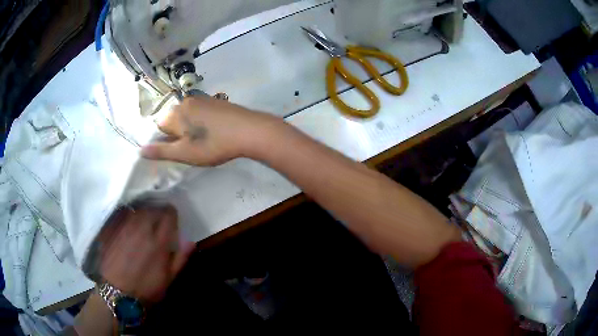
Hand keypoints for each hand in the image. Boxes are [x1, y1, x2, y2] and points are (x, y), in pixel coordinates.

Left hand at [97, 204, 194, 302]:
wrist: (117, 292)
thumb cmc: (146, 289)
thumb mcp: (168, 279)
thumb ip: (180, 258)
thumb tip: (190, 240)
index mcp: (158, 242)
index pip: (168, 215)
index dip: (172, 215)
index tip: (172, 220)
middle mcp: (142, 229)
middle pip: (152, 209)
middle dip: (157, 212)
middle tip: (157, 222)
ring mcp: (125, 227)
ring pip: (137, 210)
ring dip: (143, 213)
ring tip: (143, 223)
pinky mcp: (112, 228)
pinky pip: (123, 214)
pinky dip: (129, 216)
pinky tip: (128, 225)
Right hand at [141, 96, 282, 165]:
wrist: (249, 130)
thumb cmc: (213, 144)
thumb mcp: (184, 153)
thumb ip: (161, 151)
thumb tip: (140, 150)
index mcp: (174, 113)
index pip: (159, 127)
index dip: (167, 141)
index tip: (180, 151)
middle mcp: (185, 101)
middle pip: (173, 120)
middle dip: (178, 135)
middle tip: (194, 148)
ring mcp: (202, 99)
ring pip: (187, 117)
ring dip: (191, 130)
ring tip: (205, 142)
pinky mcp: (215, 101)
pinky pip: (200, 113)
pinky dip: (202, 123)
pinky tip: (215, 132)